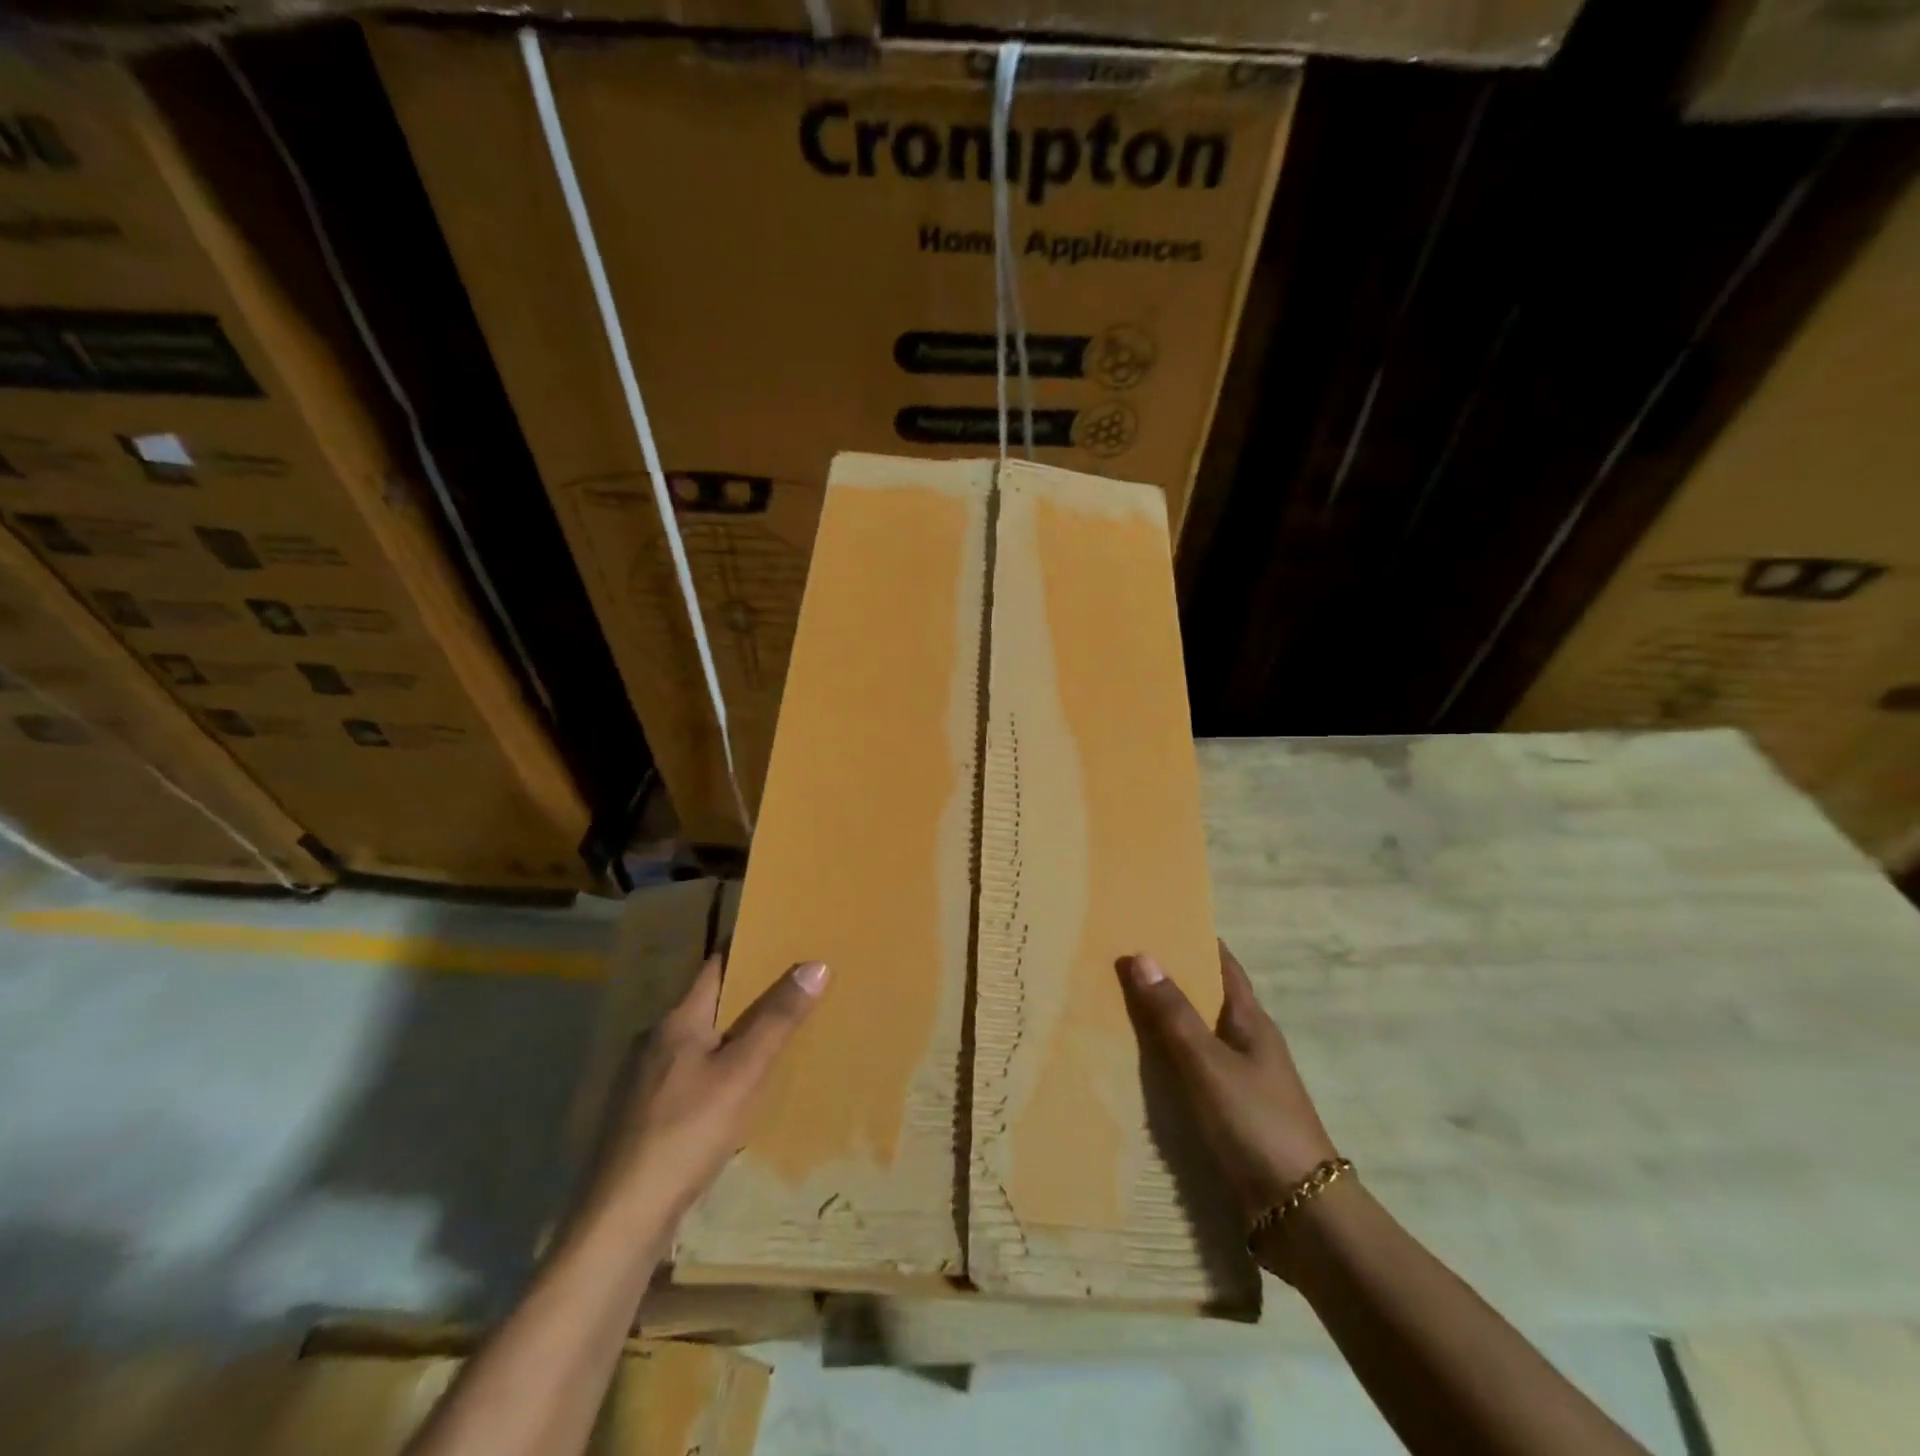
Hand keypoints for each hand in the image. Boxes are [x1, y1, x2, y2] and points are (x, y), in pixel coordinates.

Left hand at [604, 955, 828, 1216]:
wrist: (620, 1220)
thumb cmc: (686, 1134)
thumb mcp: (742, 1073)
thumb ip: (777, 1020)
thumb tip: (814, 964)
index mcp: (676, 1022)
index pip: (715, 967)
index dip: (747, 951)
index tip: (781, 942)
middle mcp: (654, 1042)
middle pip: (706, 1004)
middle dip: (746, 997)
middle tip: (791, 991)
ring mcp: (642, 1081)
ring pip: (696, 1043)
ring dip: (730, 1036)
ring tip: (770, 1040)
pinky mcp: (640, 1117)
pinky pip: (687, 1075)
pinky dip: (714, 1070)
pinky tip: (733, 1094)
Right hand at [1121, 941, 1337, 1220]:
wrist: (1299, 1215)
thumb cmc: (1257, 1124)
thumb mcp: (1209, 1064)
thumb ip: (1174, 1015)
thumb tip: (1142, 955)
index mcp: (1252, 1023)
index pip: (1225, 967)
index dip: (1197, 941)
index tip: (1160, 920)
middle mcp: (1248, 1046)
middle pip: (1206, 1001)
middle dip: (1170, 980)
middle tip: (1121, 961)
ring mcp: (1240, 1084)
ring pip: (1195, 1040)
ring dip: (1163, 1024)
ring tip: (1115, 1007)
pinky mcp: (1228, 1118)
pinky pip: (1190, 1077)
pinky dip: (1165, 1065)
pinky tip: (1134, 1068)